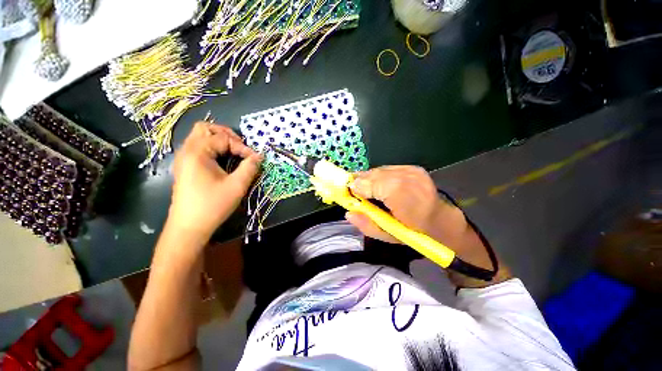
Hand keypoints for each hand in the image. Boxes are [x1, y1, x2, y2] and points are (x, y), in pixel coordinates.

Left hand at [167, 122, 261, 240]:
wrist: (189, 227)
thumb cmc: (212, 206)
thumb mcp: (237, 186)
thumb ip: (249, 168)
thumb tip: (259, 157)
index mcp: (197, 153)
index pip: (224, 138)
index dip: (243, 147)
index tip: (255, 159)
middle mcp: (187, 151)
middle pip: (205, 129)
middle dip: (227, 134)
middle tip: (241, 147)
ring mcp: (183, 159)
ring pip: (200, 137)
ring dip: (219, 140)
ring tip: (234, 152)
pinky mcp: (184, 167)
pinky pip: (198, 147)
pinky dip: (212, 148)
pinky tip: (222, 160)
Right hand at [346, 166, 492, 270]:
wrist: (441, 221)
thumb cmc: (414, 232)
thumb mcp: (388, 236)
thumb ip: (366, 225)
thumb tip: (348, 213)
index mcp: (402, 198)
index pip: (370, 184)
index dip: (356, 187)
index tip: (349, 194)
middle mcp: (407, 178)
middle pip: (374, 174)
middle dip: (361, 182)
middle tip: (355, 191)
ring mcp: (412, 170)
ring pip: (380, 170)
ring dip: (370, 179)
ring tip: (368, 189)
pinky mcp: (413, 168)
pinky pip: (388, 169)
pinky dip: (380, 176)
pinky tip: (381, 185)